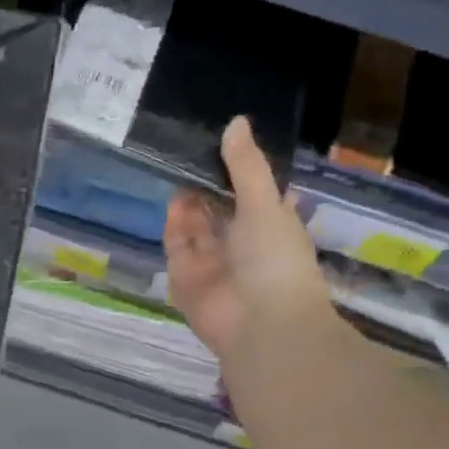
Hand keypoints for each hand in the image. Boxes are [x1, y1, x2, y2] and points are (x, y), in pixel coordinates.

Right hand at [163, 117, 332, 359]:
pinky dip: (175, 226)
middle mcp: (243, 244)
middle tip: (188, 152)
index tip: (222, 143)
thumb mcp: (265, 205)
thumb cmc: (275, 261)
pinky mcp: (186, 280)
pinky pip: (177, 247)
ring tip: (177, 169)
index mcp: (273, 227)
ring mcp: (213, 263)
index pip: (256, 194)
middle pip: (221, 209)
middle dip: (207, 185)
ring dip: (189, 202)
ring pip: (196, 227)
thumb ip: (246, 166)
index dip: (241, 171)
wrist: (262, 326)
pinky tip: (173, 200)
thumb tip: (236, 121)